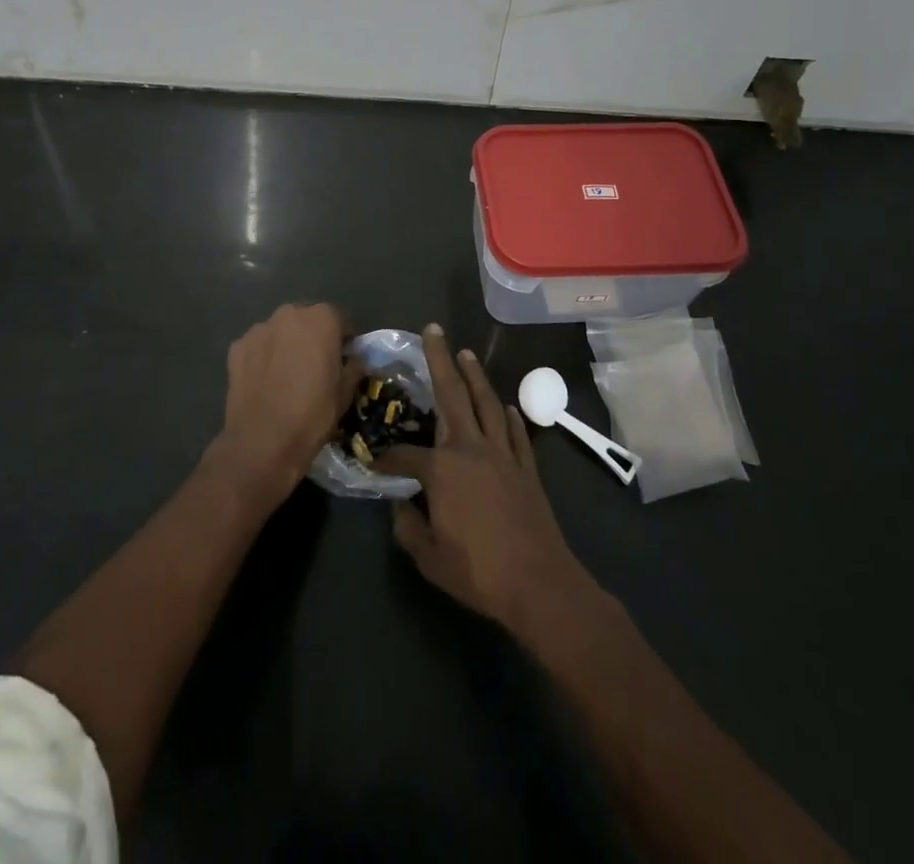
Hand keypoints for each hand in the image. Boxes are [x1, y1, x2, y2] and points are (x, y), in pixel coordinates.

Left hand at [215, 302, 353, 496]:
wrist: (263, 441)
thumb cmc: (313, 413)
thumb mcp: (346, 392)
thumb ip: (354, 365)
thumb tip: (353, 358)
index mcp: (321, 318)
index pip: (339, 319)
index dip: (344, 339)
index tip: (344, 359)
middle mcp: (289, 314)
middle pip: (307, 319)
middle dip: (313, 336)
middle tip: (315, 365)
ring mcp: (259, 329)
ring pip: (280, 331)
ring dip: (286, 344)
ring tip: (287, 375)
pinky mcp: (237, 347)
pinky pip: (258, 346)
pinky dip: (263, 357)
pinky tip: (265, 381)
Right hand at [373, 325, 590, 636]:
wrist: (538, 584)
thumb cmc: (478, 571)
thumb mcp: (430, 557)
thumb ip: (408, 528)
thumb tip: (400, 507)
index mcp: (443, 469)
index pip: (405, 455)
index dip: (387, 459)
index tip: (374, 462)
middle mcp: (471, 448)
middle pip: (452, 395)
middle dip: (440, 359)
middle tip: (432, 329)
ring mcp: (503, 454)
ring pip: (487, 403)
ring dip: (475, 375)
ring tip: (465, 353)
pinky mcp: (527, 468)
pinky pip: (517, 433)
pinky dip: (511, 416)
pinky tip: (507, 406)